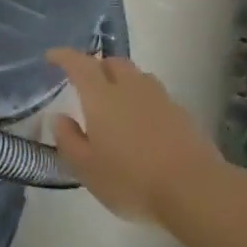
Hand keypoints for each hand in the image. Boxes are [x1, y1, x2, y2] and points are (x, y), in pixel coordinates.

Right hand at [47, 48, 224, 222]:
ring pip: (137, 76)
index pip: (79, 64)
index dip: (63, 56)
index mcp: (101, 96)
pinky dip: (142, 99)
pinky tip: (141, 122)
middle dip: (96, 66)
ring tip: (115, 100)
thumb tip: (59, 118)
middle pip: (112, 62)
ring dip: (122, 80)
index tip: (52, 57)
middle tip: (86, 82)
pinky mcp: (182, 114)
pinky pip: (155, 95)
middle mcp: (130, 88)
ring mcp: (160, 98)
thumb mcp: (86, 168)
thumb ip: (69, 140)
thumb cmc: (131, 179)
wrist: (194, 189)